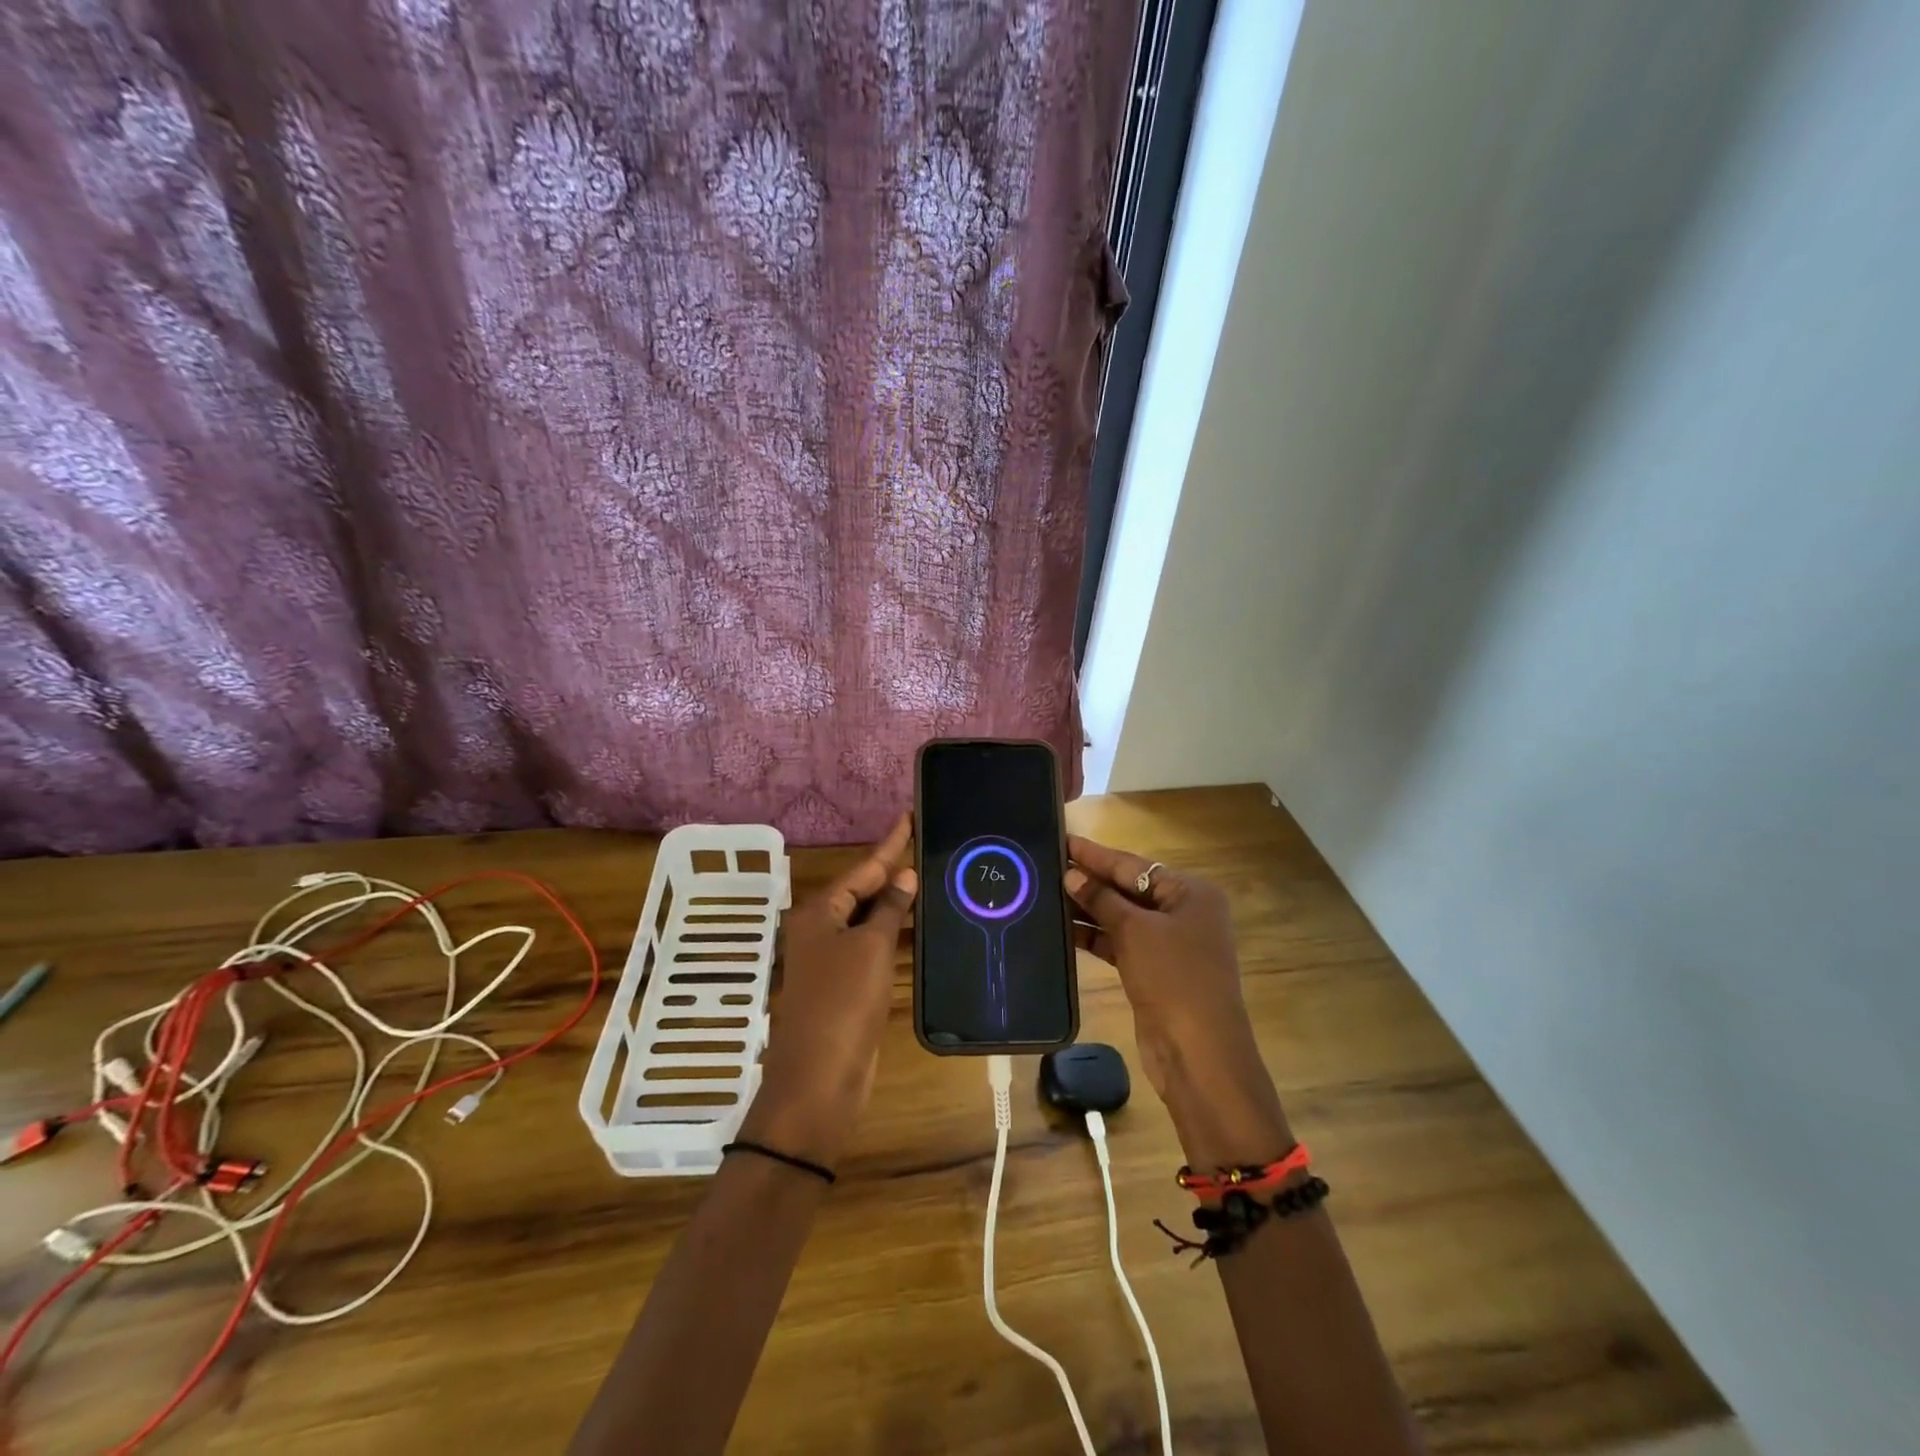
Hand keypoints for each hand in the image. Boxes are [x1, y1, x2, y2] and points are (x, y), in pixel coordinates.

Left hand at [739, 814, 916, 1169]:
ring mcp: (831, 959)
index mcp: (818, 912)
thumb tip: (905, 876)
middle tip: (925, 844)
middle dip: (892, 870)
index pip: (863, 867)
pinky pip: (871, 945)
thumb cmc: (842, 1004)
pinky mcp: (844, 985)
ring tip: (928, 877)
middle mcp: (820, 929)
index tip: (909, 815)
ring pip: (867, 919)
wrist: (820, 1080)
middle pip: (862, 890)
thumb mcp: (870, 949)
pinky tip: (916, 924)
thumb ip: (889, 909)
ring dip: (894, 902)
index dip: (890, 843)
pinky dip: (892, 933)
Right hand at [1065, 835, 1292, 1167]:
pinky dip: (1096, 936)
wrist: (1198, 1052)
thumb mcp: (1134, 931)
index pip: (1134, 866)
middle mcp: (1184, 913)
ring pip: (1123, 917)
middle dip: (1091, 880)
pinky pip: (1121, 942)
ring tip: (1047, 893)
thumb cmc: (1173, 977)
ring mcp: (1171, 944)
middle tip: (1048, 865)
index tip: (1062, 839)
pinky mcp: (1155, 971)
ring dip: (1089, 909)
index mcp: (1191, 893)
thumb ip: (1101, 899)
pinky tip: (1064, 928)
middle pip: (1129, 889)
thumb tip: (1072, 875)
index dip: (1096, 854)